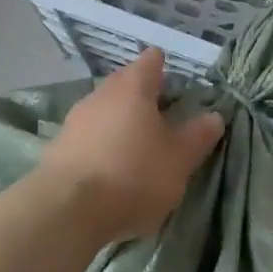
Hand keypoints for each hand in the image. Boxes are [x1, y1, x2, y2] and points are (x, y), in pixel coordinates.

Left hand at [38, 48, 224, 242]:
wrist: (66, 210)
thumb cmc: (133, 174)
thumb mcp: (179, 159)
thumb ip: (198, 135)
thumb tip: (214, 116)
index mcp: (133, 87)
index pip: (151, 61)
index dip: (166, 68)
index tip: (178, 86)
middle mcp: (101, 94)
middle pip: (125, 84)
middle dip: (143, 97)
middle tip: (164, 118)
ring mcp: (75, 120)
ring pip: (105, 110)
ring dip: (121, 122)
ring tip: (138, 147)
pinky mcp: (58, 148)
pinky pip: (88, 137)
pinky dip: (102, 145)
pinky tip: (111, 169)